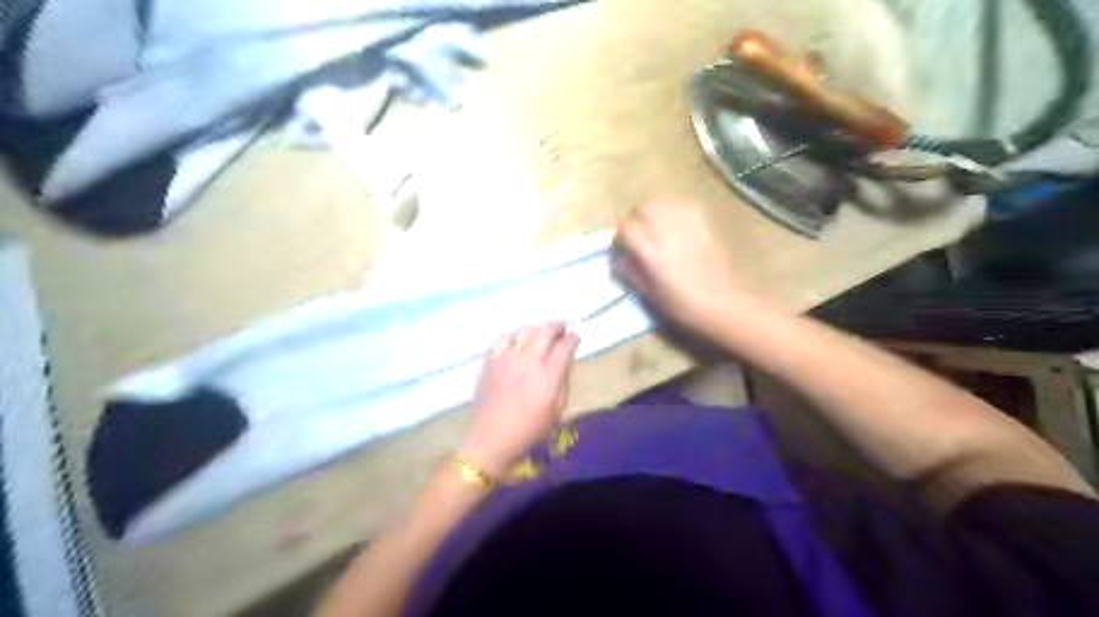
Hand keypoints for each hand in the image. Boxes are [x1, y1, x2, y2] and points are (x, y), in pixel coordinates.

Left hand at [462, 323, 582, 476]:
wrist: (491, 439)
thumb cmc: (529, 431)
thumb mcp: (557, 412)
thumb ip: (562, 383)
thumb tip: (564, 363)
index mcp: (549, 376)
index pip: (565, 346)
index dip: (573, 339)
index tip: (575, 338)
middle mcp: (529, 361)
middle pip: (546, 331)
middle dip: (557, 327)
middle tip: (561, 329)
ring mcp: (508, 359)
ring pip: (525, 331)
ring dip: (536, 329)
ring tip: (540, 334)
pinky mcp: (491, 361)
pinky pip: (504, 338)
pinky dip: (514, 335)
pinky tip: (517, 341)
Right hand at [615, 200, 752, 336]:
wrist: (719, 303)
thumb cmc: (680, 304)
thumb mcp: (647, 294)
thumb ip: (629, 272)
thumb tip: (618, 258)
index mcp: (650, 251)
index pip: (626, 227)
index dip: (621, 238)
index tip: (623, 249)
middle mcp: (666, 231)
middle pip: (644, 207)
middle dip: (637, 218)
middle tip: (640, 235)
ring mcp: (687, 224)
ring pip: (663, 202)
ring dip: (655, 212)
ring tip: (657, 228)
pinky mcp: (703, 222)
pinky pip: (683, 206)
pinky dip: (675, 211)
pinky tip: (677, 227)